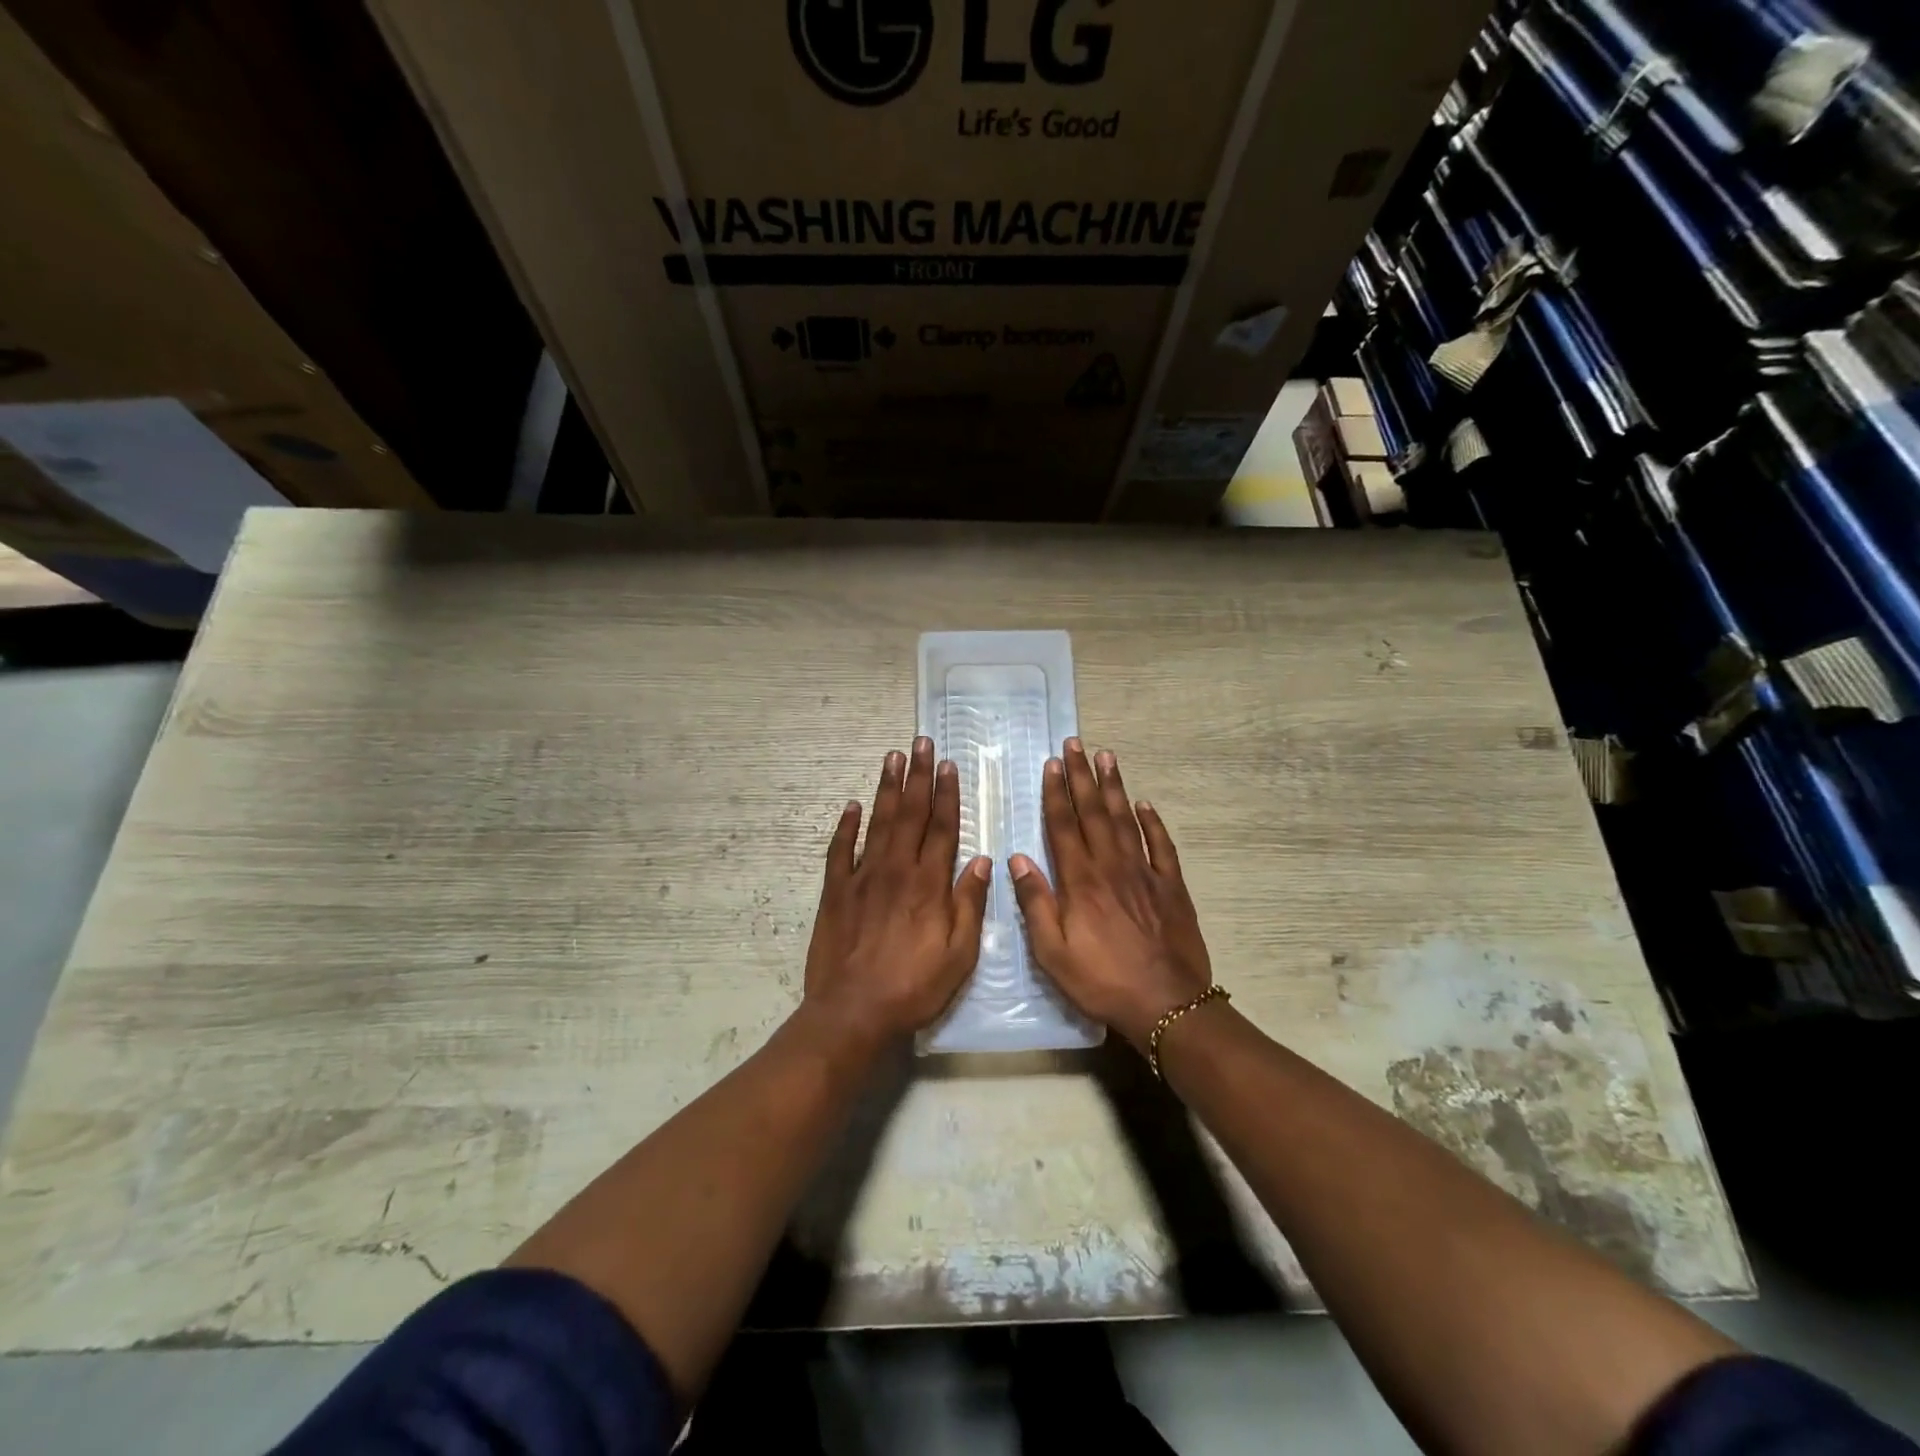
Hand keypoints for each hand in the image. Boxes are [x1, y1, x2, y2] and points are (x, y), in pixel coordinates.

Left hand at [803, 737, 992, 1046]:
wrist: (853, 1011)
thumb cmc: (913, 986)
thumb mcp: (959, 954)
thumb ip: (969, 904)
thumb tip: (981, 860)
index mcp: (929, 883)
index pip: (942, 827)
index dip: (947, 794)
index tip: (948, 764)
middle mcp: (896, 870)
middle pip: (910, 814)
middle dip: (917, 776)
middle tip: (920, 742)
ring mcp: (862, 878)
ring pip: (878, 822)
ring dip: (887, 788)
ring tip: (892, 757)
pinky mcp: (835, 892)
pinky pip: (839, 851)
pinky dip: (845, 826)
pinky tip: (851, 806)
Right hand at [1009, 739, 1211, 1052]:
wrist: (1166, 1004)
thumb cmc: (1102, 980)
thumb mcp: (1053, 952)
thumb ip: (1036, 903)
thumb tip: (1018, 858)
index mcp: (1081, 881)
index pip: (1064, 826)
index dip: (1056, 793)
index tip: (1052, 763)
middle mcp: (1112, 867)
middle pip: (1095, 812)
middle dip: (1082, 776)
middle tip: (1076, 744)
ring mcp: (1145, 873)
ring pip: (1126, 820)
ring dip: (1115, 787)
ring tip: (1107, 757)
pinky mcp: (1171, 887)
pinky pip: (1161, 846)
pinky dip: (1153, 822)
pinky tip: (1145, 804)